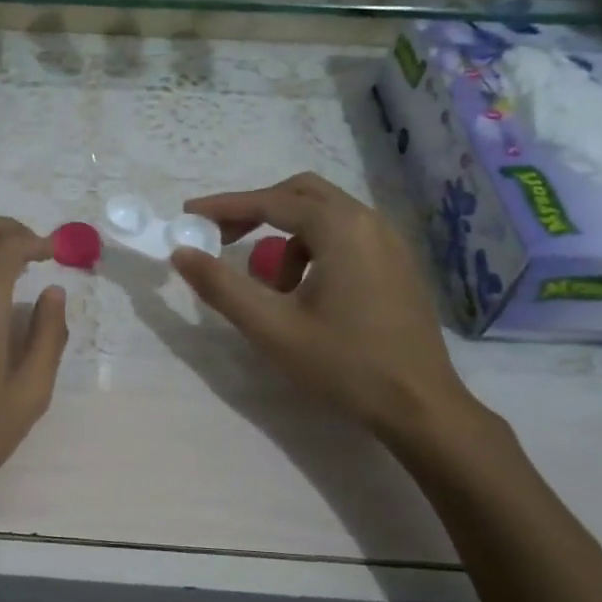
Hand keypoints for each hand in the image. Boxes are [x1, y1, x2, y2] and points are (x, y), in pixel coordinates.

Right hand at [171, 173, 475, 443]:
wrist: (419, 406)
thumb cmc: (343, 364)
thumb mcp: (271, 327)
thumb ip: (221, 286)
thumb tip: (181, 252)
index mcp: (341, 228)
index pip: (271, 201)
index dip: (224, 207)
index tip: (188, 215)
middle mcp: (369, 222)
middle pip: (301, 195)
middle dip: (257, 211)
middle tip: (222, 238)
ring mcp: (390, 243)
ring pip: (324, 217)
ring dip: (286, 238)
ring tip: (270, 288)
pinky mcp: (397, 266)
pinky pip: (345, 237)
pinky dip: (313, 249)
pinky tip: (305, 294)